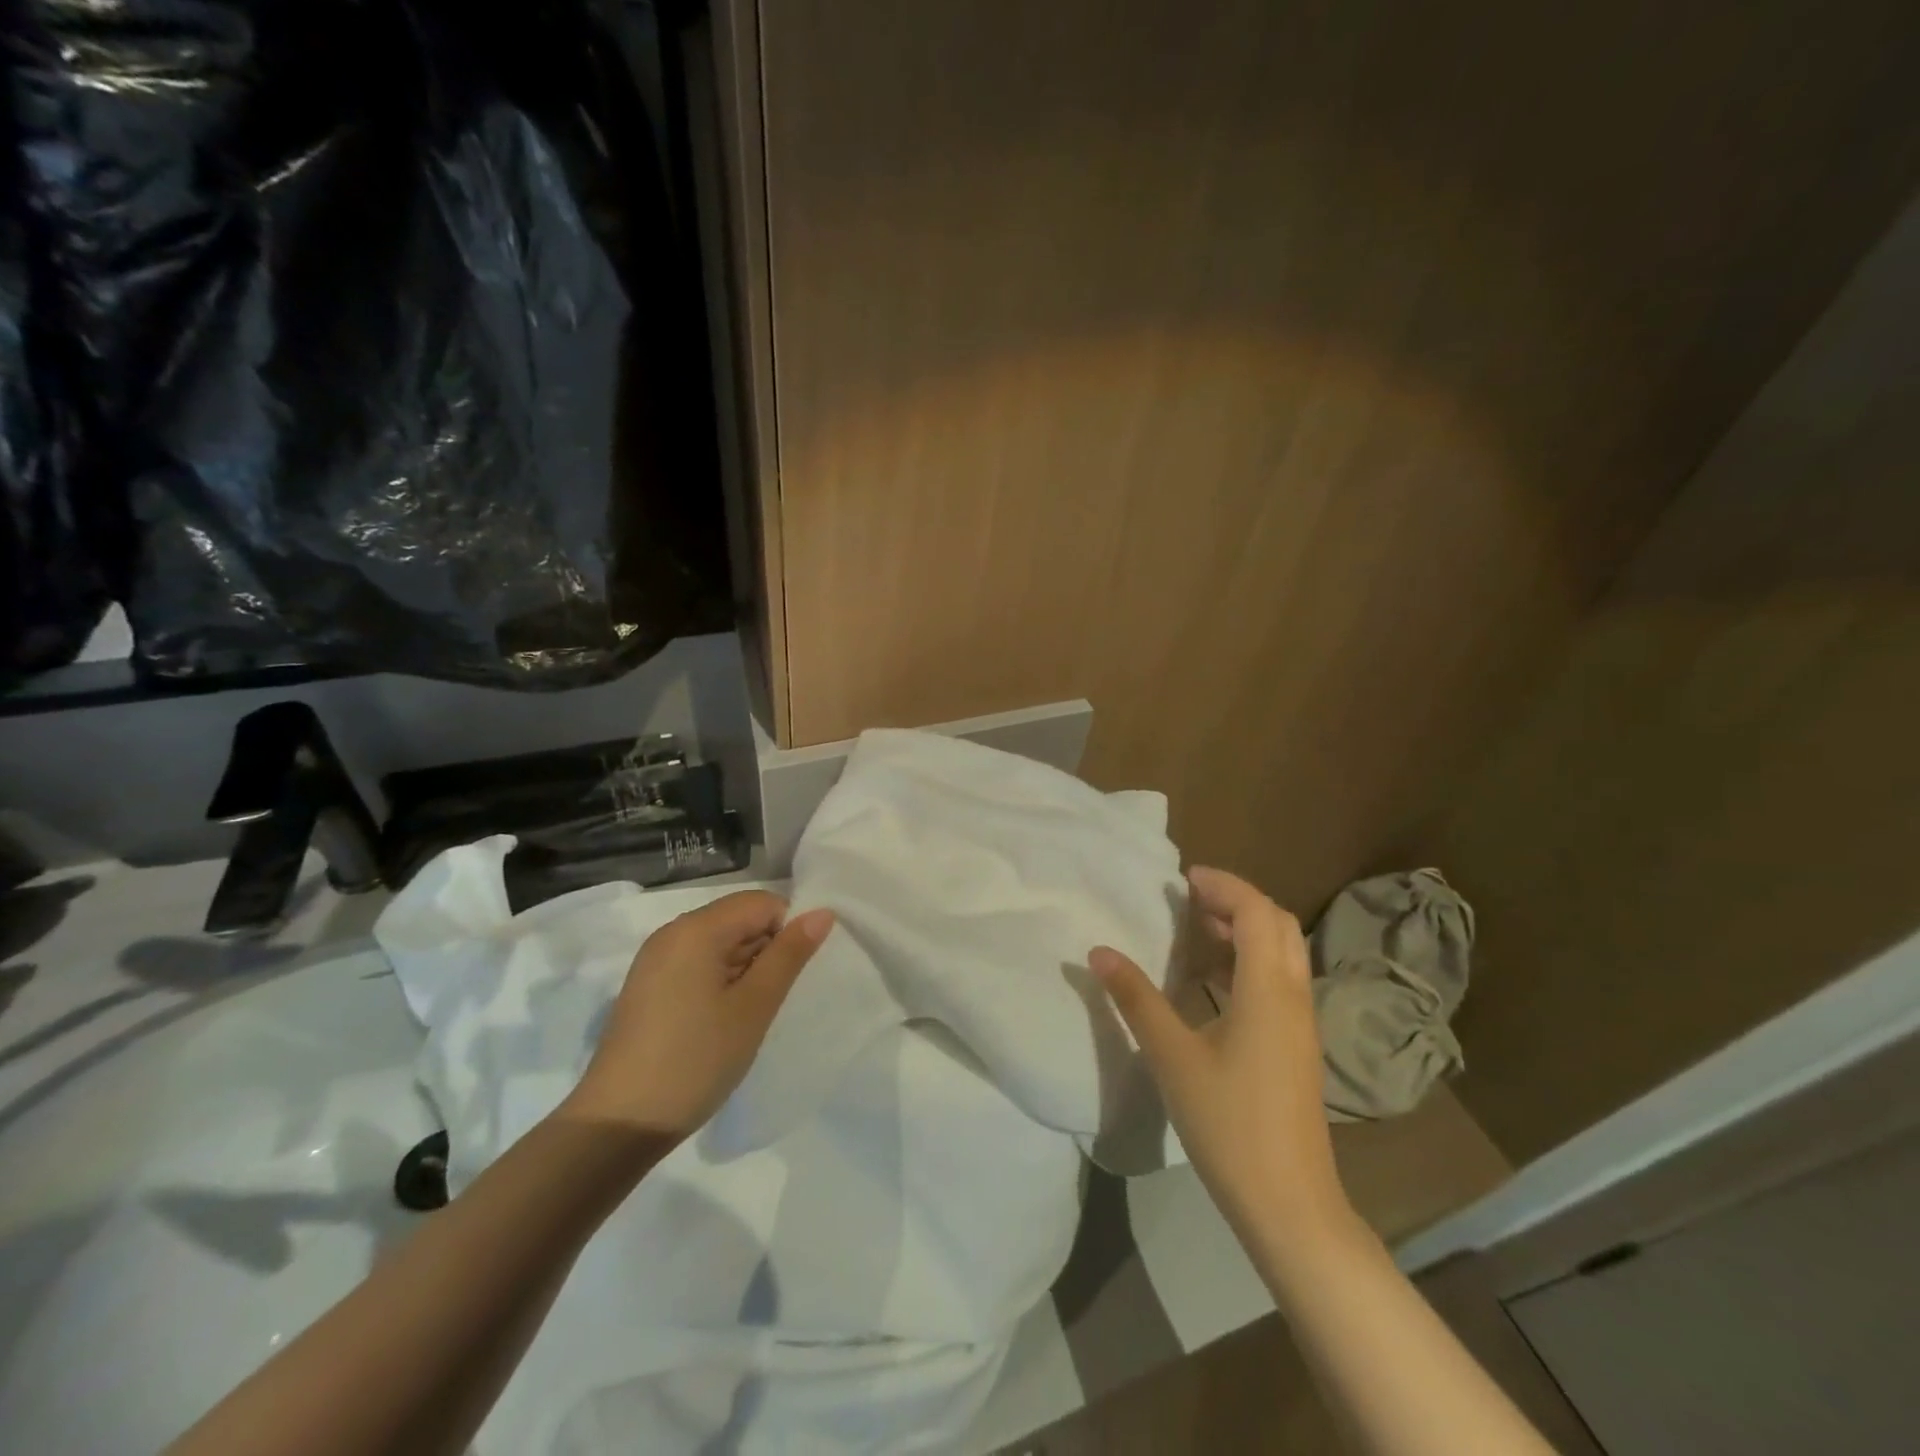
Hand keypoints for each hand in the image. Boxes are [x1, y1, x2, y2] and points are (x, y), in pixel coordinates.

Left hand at [562, 891, 833, 1138]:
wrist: (618, 1125)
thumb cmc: (695, 1059)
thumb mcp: (754, 1006)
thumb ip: (789, 954)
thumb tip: (822, 913)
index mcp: (696, 929)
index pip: (762, 903)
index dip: (787, 930)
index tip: (791, 976)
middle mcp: (672, 933)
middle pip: (738, 919)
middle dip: (765, 950)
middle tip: (772, 1000)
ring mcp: (655, 961)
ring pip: (719, 944)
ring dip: (744, 969)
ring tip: (748, 1015)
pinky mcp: (647, 987)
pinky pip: (697, 965)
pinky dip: (720, 982)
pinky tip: (722, 1022)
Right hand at [1091, 866, 1348, 1243]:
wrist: (1290, 1204)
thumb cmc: (1228, 1122)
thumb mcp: (1172, 1056)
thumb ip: (1136, 998)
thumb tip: (1099, 952)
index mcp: (1268, 989)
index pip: (1256, 911)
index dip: (1223, 885)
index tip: (1183, 878)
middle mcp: (1294, 995)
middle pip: (1278, 924)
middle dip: (1236, 902)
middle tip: (1189, 901)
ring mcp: (1302, 1023)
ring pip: (1283, 953)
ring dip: (1245, 931)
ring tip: (1196, 932)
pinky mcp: (1299, 1046)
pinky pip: (1279, 980)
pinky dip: (1250, 961)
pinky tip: (1212, 983)